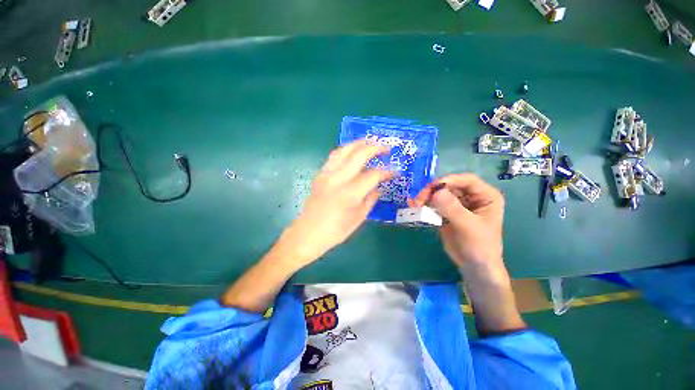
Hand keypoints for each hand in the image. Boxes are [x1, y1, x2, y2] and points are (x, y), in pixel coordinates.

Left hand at [280, 140, 392, 265]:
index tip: (395, 171)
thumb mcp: (359, 217)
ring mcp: (326, 174)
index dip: (386, 172)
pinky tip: (352, 151)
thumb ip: (371, 199)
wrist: (308, 233)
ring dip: (359, 143)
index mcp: (350, 193)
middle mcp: (338, 179)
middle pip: (359, 155)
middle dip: (375, 148)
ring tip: (370, 143)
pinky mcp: (320, 174)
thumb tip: (378, 186)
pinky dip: (346, 150)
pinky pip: (334, 156)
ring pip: (344, 150)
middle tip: (386, 148)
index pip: (373, 175)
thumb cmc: (336, 230)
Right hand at [413, 174, 523, 333]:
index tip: (432, 188)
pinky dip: (424, 205)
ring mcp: (457, 204)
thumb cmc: (479, 246)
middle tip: (419, 199)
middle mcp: (471, 197)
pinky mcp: (446, 212)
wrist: (473, 266)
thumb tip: (436, 192)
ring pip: (439, 193)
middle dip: (433, 191)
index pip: (467, 180)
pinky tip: (415, 207)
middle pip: (449, 186)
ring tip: (415, 205)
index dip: (449, 180)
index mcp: (485, 196)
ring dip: (426, 197)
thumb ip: (453, 209)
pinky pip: (434, 204)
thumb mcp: (468, 227)